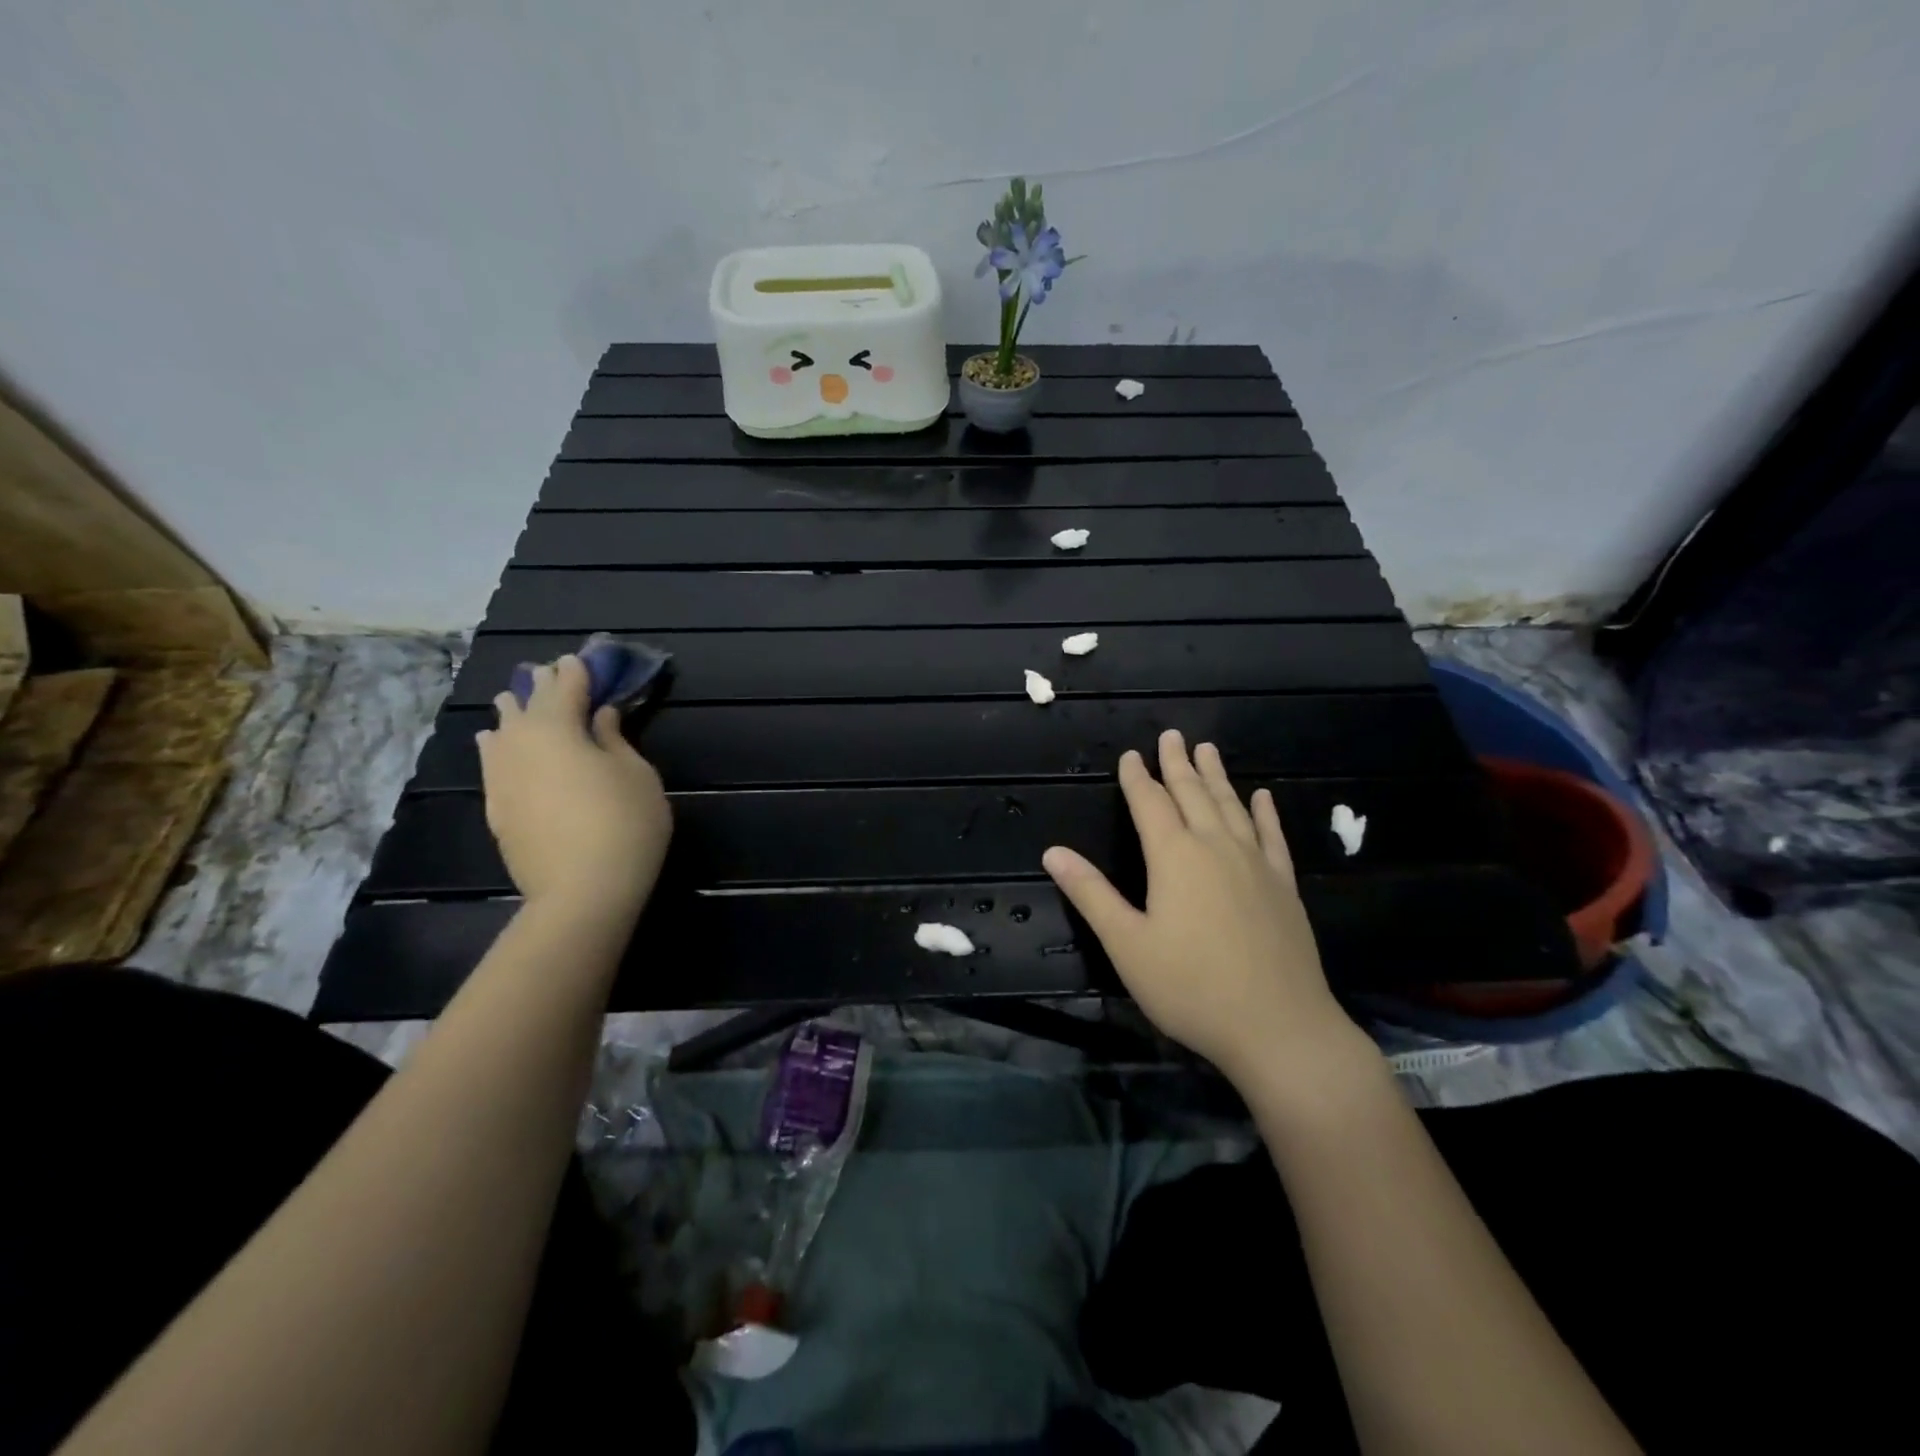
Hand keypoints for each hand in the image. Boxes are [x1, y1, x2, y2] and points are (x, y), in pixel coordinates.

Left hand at [476, 656, 671, 924]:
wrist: (582, 892)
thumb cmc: (624, 823)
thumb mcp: (636, 774)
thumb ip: (614, 739)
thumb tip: (600, 715)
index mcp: (559, 728)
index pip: (567, 688)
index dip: (577, 671)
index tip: (582, 658)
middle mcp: (521, 744)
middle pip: (529, 705)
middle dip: (542, 686)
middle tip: (551, 672)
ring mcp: (503, 777)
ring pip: (501, 731)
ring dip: (512, 712)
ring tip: (512, 699)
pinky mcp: (497, 807)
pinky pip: (491, 762)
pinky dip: (494, 745)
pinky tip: (490, 741)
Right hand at [1042, 730, 1372, 1085]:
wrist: (1279, 1027)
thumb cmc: (1191, 987)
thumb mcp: (1127, 944)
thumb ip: (1091, 894)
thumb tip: (1053, 851)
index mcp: (1174, 857)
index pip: (1150, 804)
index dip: (1137, 778)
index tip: (1131, 755)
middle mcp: (1216, 847)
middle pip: (1193, 794)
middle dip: (1178, 764)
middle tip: (1172, 735)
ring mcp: (1255, 864)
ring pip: (1232, 806)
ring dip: (1217, 776)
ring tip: (1207, 750)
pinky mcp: (1284, 887)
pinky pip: (1272, 836)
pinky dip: (1265, 813)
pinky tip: (1262, 797)